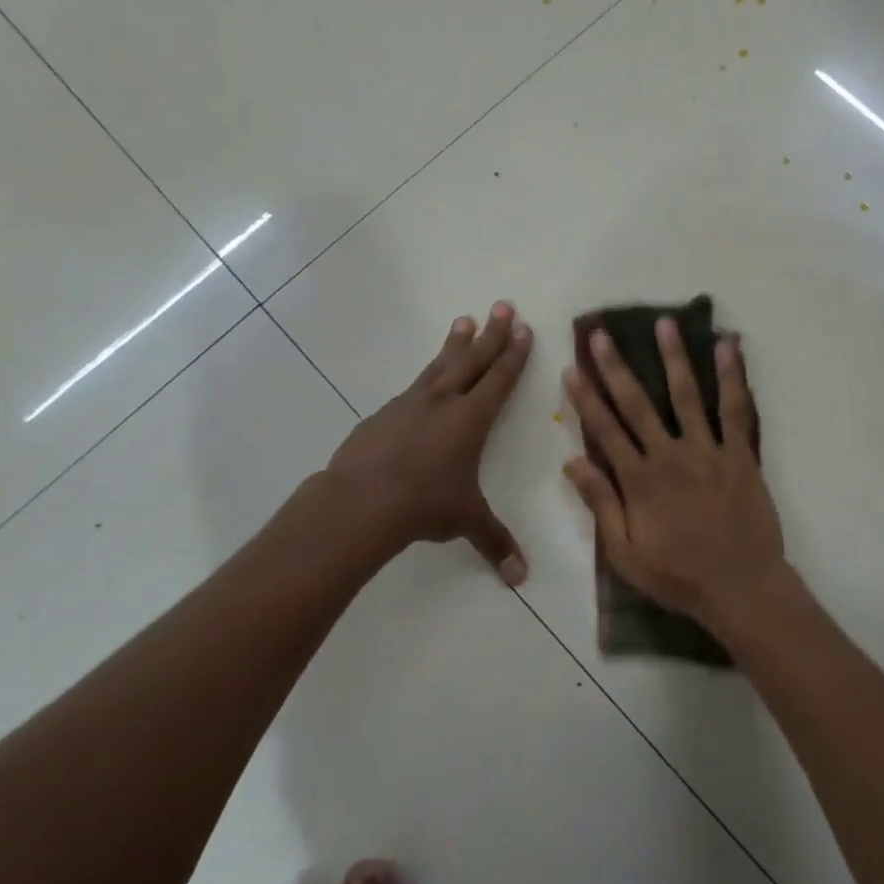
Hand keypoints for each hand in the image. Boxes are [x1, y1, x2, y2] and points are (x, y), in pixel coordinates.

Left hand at [317, 302, 532, 581]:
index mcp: (471, 419)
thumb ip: (495, 542)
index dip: (514, 355)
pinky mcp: (383, 415)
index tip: (523, 329)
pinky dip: (426, 377)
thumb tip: (521, 578)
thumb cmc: (424, 505)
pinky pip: (412, 388)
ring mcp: (409, 404)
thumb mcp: (465, 520)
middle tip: (502, 305)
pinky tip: (424, 381)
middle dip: (492, 333)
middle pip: (472, 359)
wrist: (360, 502)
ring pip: (439, 365)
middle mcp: (443, 402)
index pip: (500, 379)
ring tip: (464, 321)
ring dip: (455, 344)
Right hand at [561, 318, 784, 624]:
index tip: (572, 369)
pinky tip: (728, 346)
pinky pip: (736, 409)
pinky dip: (733, 376)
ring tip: (664, 323)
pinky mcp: (740, 453)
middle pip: (638, 404)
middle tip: (602, 335)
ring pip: (687, 395)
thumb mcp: (626, 553)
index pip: (605, 430)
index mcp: (639, 480)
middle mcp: (670, 455)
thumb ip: (600, 505)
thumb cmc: (679, 576)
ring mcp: (708, 450)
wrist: (741, 586)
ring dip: (674, 357)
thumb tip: (573, 461)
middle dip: (616, 368)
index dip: (586, 398)